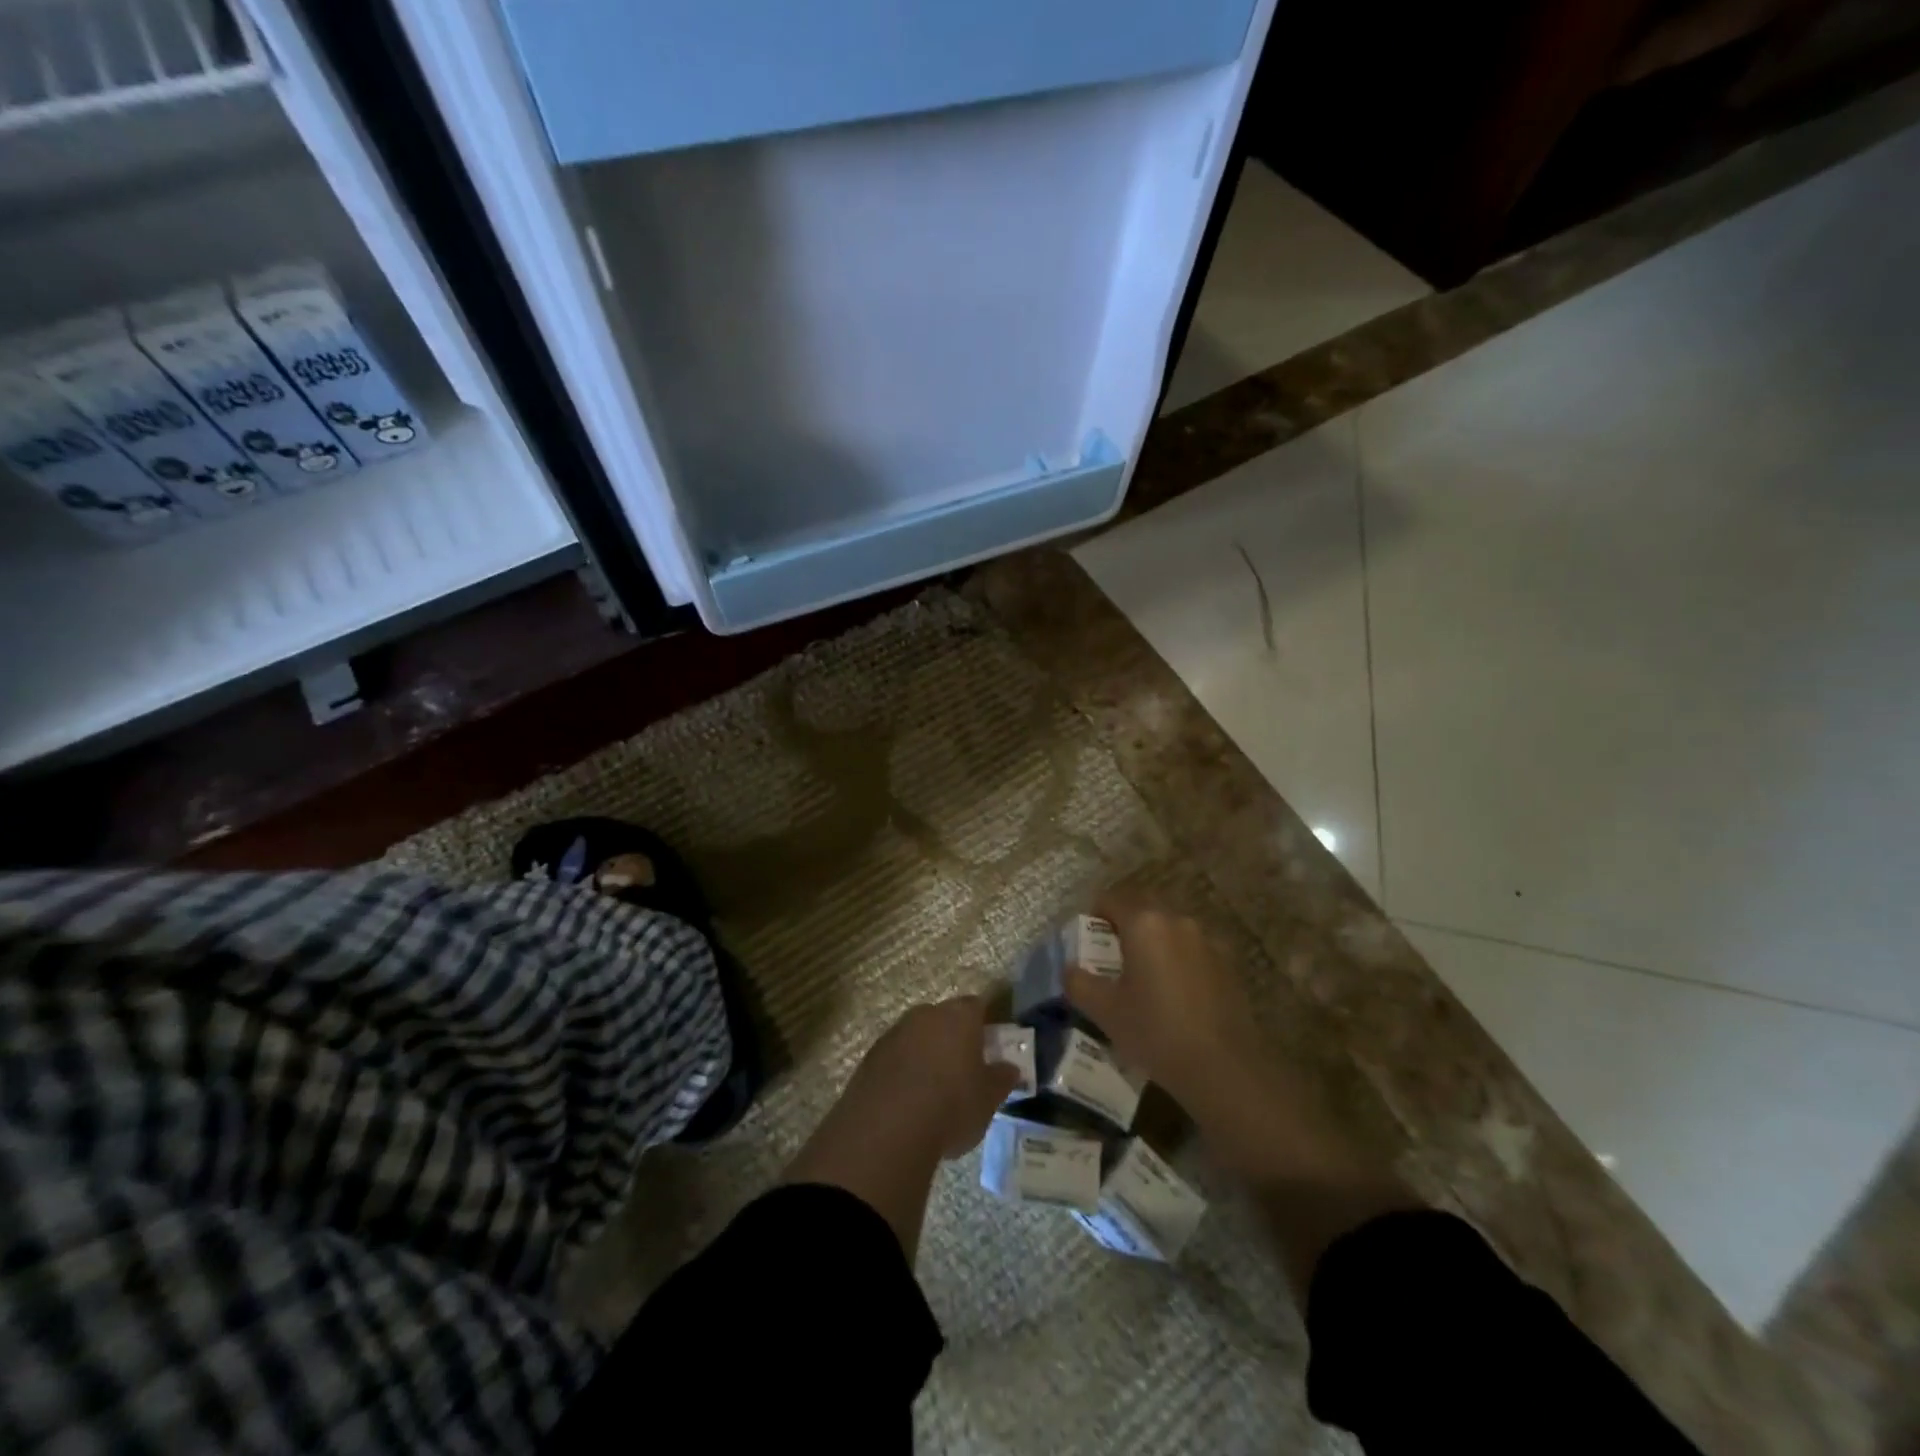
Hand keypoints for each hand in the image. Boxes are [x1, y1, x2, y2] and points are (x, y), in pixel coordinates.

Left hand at [848, 995, 1021, 1158]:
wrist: (887, 1128)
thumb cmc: (951, 1106)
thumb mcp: (989, 1098)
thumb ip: (1001, 1079)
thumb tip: (1010, 1068)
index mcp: (959, 1016)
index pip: (976, 1006)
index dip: (984, 1023)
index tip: (990, 1044)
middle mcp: (925, 1015)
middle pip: (944, 1018)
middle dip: (953, 1038)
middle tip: (963, 1068)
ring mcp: (894, 1033)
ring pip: (917, 1036)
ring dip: (926, 1054)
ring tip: (934, 1090)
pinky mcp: (870, 1057)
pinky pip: (895, 1057)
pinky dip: (903, 1071)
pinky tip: (908, 1101)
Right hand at [1062, 895, 1261, 1108]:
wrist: (1222, 1068)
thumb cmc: (1155, 1032)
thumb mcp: (1105, 1011)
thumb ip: (1079, 983)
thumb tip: (1070, 969)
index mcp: (1144, 923)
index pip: (1111, 899)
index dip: (1094, 914)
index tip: (1087, 939)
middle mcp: (1177, 921)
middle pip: (1143, 907)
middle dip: (1125, 923)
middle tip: (1112, 954)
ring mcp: (1207, 940)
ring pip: (1171, 927)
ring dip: (1154, 939)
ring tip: (1145, 974)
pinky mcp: (1229, 963)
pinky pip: (1193, 948)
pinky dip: (1179, 957)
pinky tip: (1176, 990)